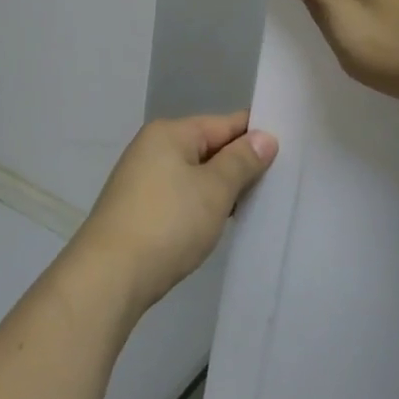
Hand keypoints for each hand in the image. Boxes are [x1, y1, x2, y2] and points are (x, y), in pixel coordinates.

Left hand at [67, 114, 278, 317]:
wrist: (109, 276)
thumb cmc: (167, 223)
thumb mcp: (214, 189)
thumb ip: (242, 161)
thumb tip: (264, 137)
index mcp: (169, 133)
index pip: (224, 123)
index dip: (256, 134)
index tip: (290, 149)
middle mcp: (152, 148)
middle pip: (208, 147)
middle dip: (240, 164)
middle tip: (279, 182)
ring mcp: (141, 179)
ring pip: (194, 174)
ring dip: (221, 188)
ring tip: (256, 204)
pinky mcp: (138, 208)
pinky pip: (181, 195)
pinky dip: (201, 204)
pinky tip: (219, 221)